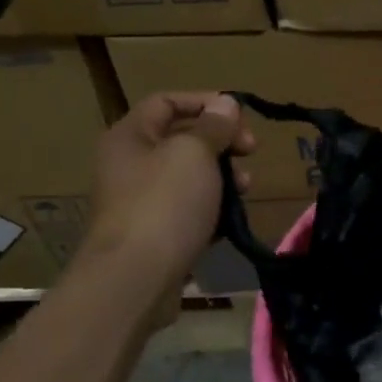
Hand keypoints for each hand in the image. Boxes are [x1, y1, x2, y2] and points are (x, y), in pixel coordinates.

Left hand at [77, 92, 254, 304]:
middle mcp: (130, 164)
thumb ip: (213, 125)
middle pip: (182, 138)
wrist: (134, 280)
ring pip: (190, 176)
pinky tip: (230, 218)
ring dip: (223, 176)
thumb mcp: (195, 153)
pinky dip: (212, 207)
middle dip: (222, 142)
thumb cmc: (164, 204)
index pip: (167, 101)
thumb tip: (225, 104)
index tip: (241, 117)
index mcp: (130, 137)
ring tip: (245, 189)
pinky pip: (189, 209)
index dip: (205, 101)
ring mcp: (141, 201)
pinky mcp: (154, 233)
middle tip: (251, 151)